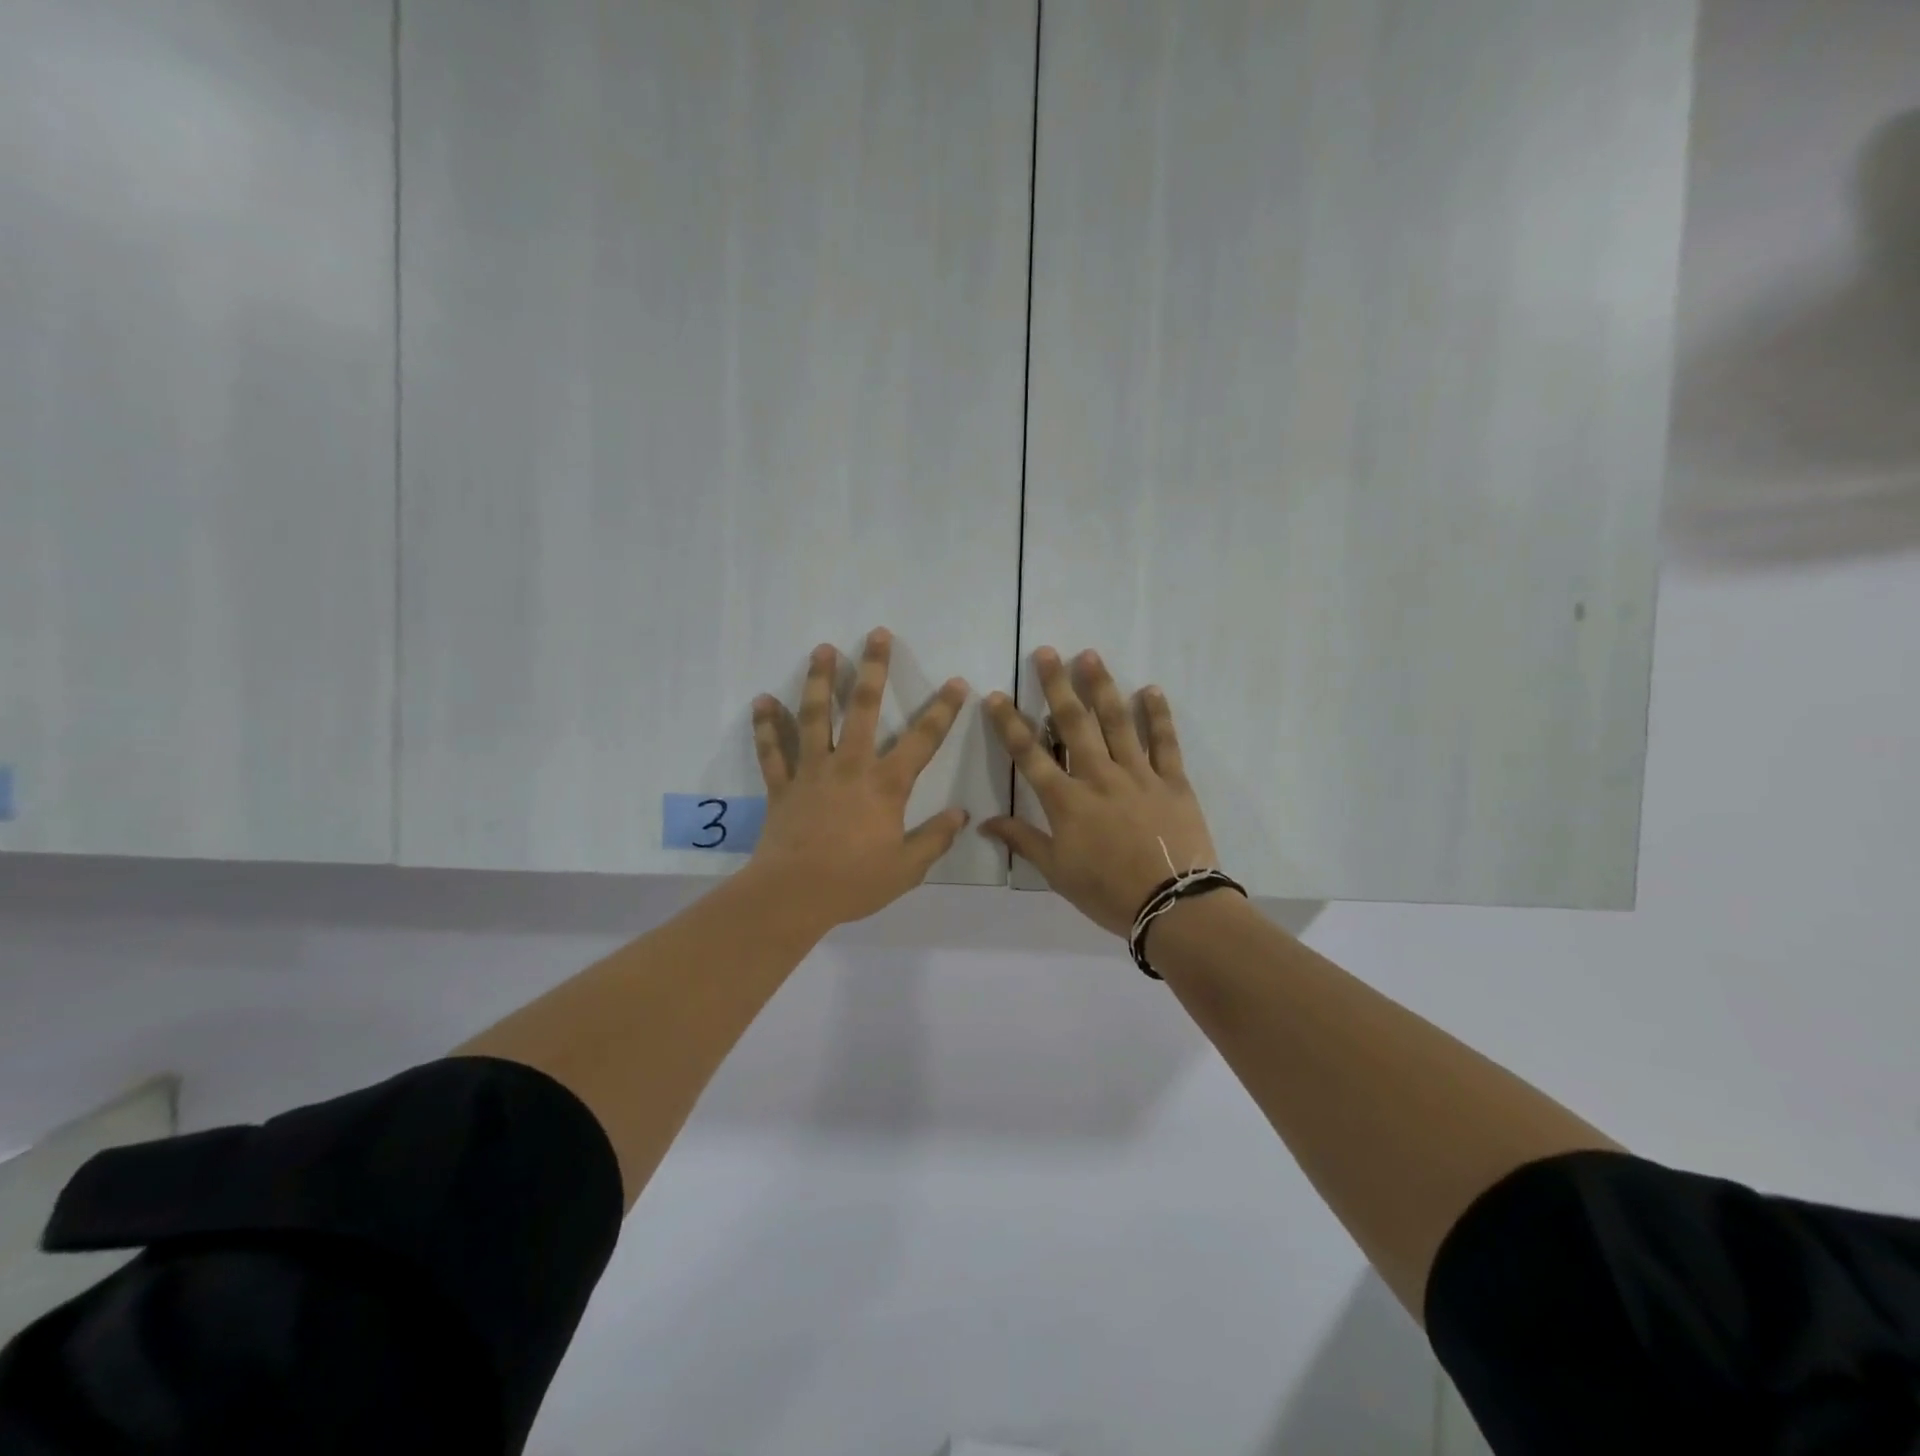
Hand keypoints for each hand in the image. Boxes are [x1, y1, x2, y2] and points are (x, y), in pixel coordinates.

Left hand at [746, 628, 970, 929]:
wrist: (793, 896)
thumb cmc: (854, 882)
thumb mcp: (907, 868)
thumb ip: (935, 838)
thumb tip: (960, 814)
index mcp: (885, 785)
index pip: (923, 740)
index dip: (943, 710)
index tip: (957, 682)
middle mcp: (850, 767)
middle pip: (863, 709)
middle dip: (874, 669)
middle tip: (877, 635)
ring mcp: (812, 772)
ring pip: (815, 717)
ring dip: (820, 681)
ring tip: (823, 649)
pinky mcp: (782, 786)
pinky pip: (772, 751)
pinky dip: (765, 726)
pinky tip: (761, 700)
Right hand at [979, 648, 1220, 937]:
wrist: (1173, 906)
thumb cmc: (1108, 893)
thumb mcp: (1057, 872)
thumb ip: (1023, 841)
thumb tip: (984, 823)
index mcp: (1066, 801)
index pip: (1029, 755)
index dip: (1010, 724)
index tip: (996, 696)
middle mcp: (1099, 777)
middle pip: (1074, 724)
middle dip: (1057, 686)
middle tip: (1047, 652)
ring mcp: (1138, 775)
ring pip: (1117, 722)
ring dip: (1102, 687)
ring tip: (1090, 656)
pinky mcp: (1173, 781)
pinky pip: (1164, 742)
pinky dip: (1158, 715)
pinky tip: (1150, 690)